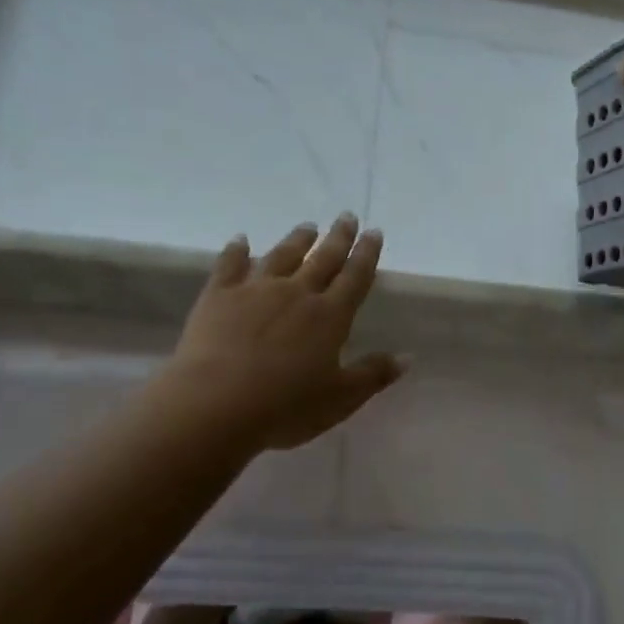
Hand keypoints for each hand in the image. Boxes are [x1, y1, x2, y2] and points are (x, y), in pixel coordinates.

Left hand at [151, 215, 405, 453]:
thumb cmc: (285, 407)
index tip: (374, 232)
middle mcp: (297, 294)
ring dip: (297, 239)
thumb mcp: (340, 398)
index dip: (367, 254)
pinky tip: (240, 240)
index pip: (355, 277)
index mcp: (330, 316)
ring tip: (308, 226)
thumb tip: (407, 356)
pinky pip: (230, 265)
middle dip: (338, 237)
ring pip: (282, 256)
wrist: (216, 404)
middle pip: (323, 258)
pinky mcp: (219, 296)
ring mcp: (256, 291)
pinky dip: (236, 251)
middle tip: (347, 216)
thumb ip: (373, 374)